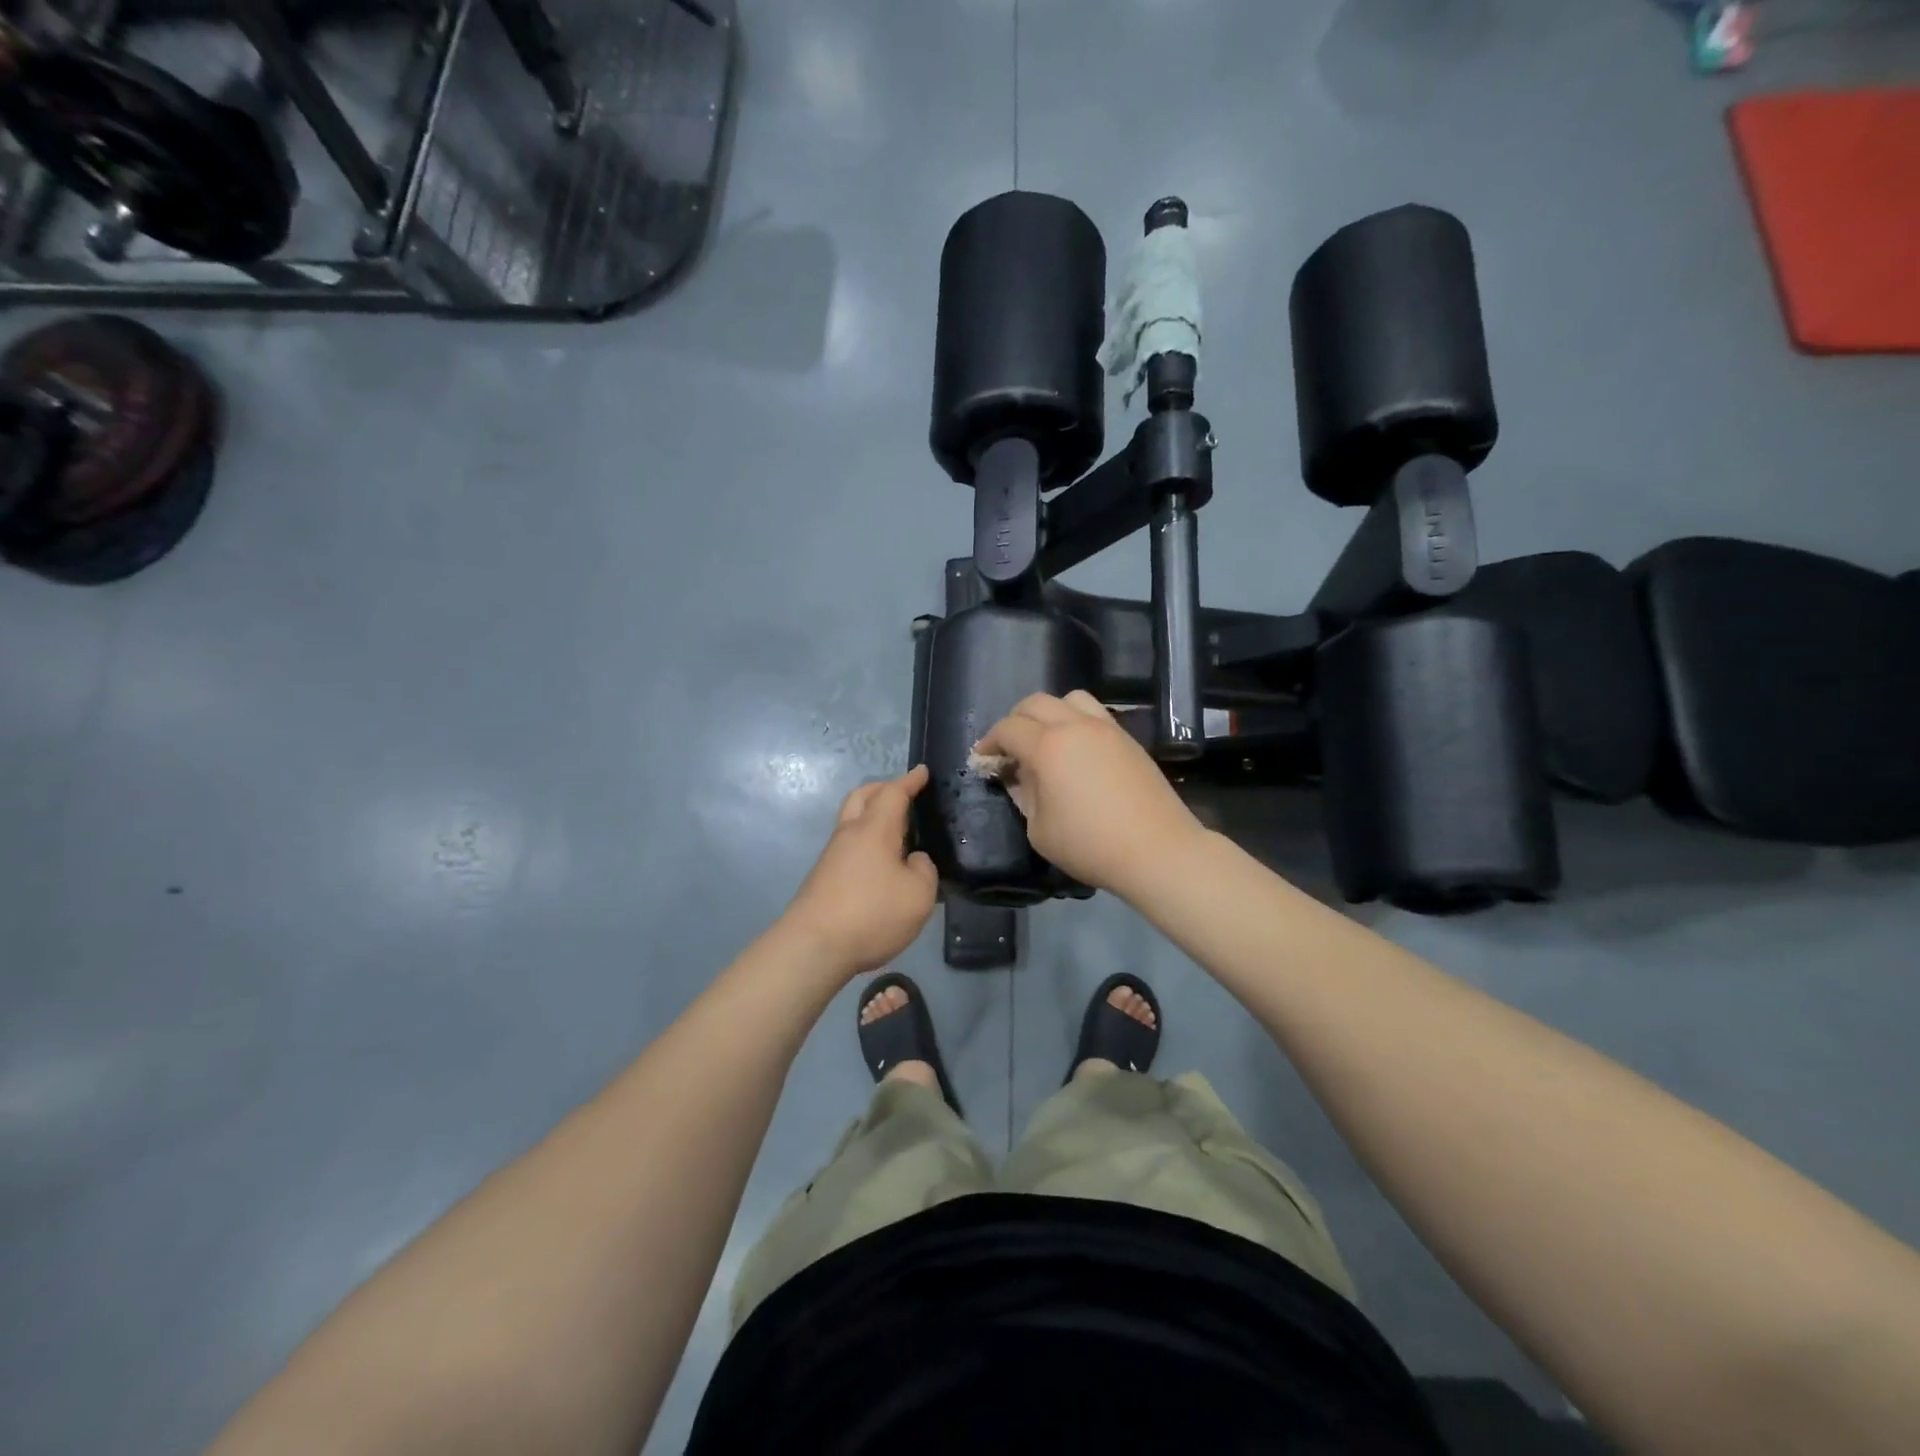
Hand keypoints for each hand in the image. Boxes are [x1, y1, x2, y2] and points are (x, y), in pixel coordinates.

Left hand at [782, 765, 939, 979]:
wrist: (813, 946)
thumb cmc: (872, 914)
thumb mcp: (919, 895)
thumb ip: (924, 871)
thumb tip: (914, 861)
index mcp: (875, 829)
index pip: (893, 793)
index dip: (910, 781)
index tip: (921, 771)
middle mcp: (850, 834)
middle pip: (862, 797)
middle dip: (883, 788)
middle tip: (903, 792)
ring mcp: (832, 856)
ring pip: (851, 820)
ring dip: (871, 814)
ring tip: (895, 827)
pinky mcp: (823, 877)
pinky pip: (848, 844)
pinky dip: (866, 839)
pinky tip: (879, 860)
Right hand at [974, 691, 1204, 896]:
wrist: (1156, 850)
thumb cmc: (1090, 845)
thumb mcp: (1039, 830)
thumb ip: (1024, 795)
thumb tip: (1019, 777)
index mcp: (1047, 747)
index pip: (1008, 729)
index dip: (989, 742)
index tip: (983, 759)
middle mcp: (1075, 726)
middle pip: (1036, 703)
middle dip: (1015, 720)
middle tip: (1009, 747)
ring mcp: (1106, 728)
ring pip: (1069, 699)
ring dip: (1050, 712)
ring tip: (1046, 739)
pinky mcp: (1128, 738)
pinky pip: (1095, 714)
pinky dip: (1076, 721)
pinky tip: (1076, 750)